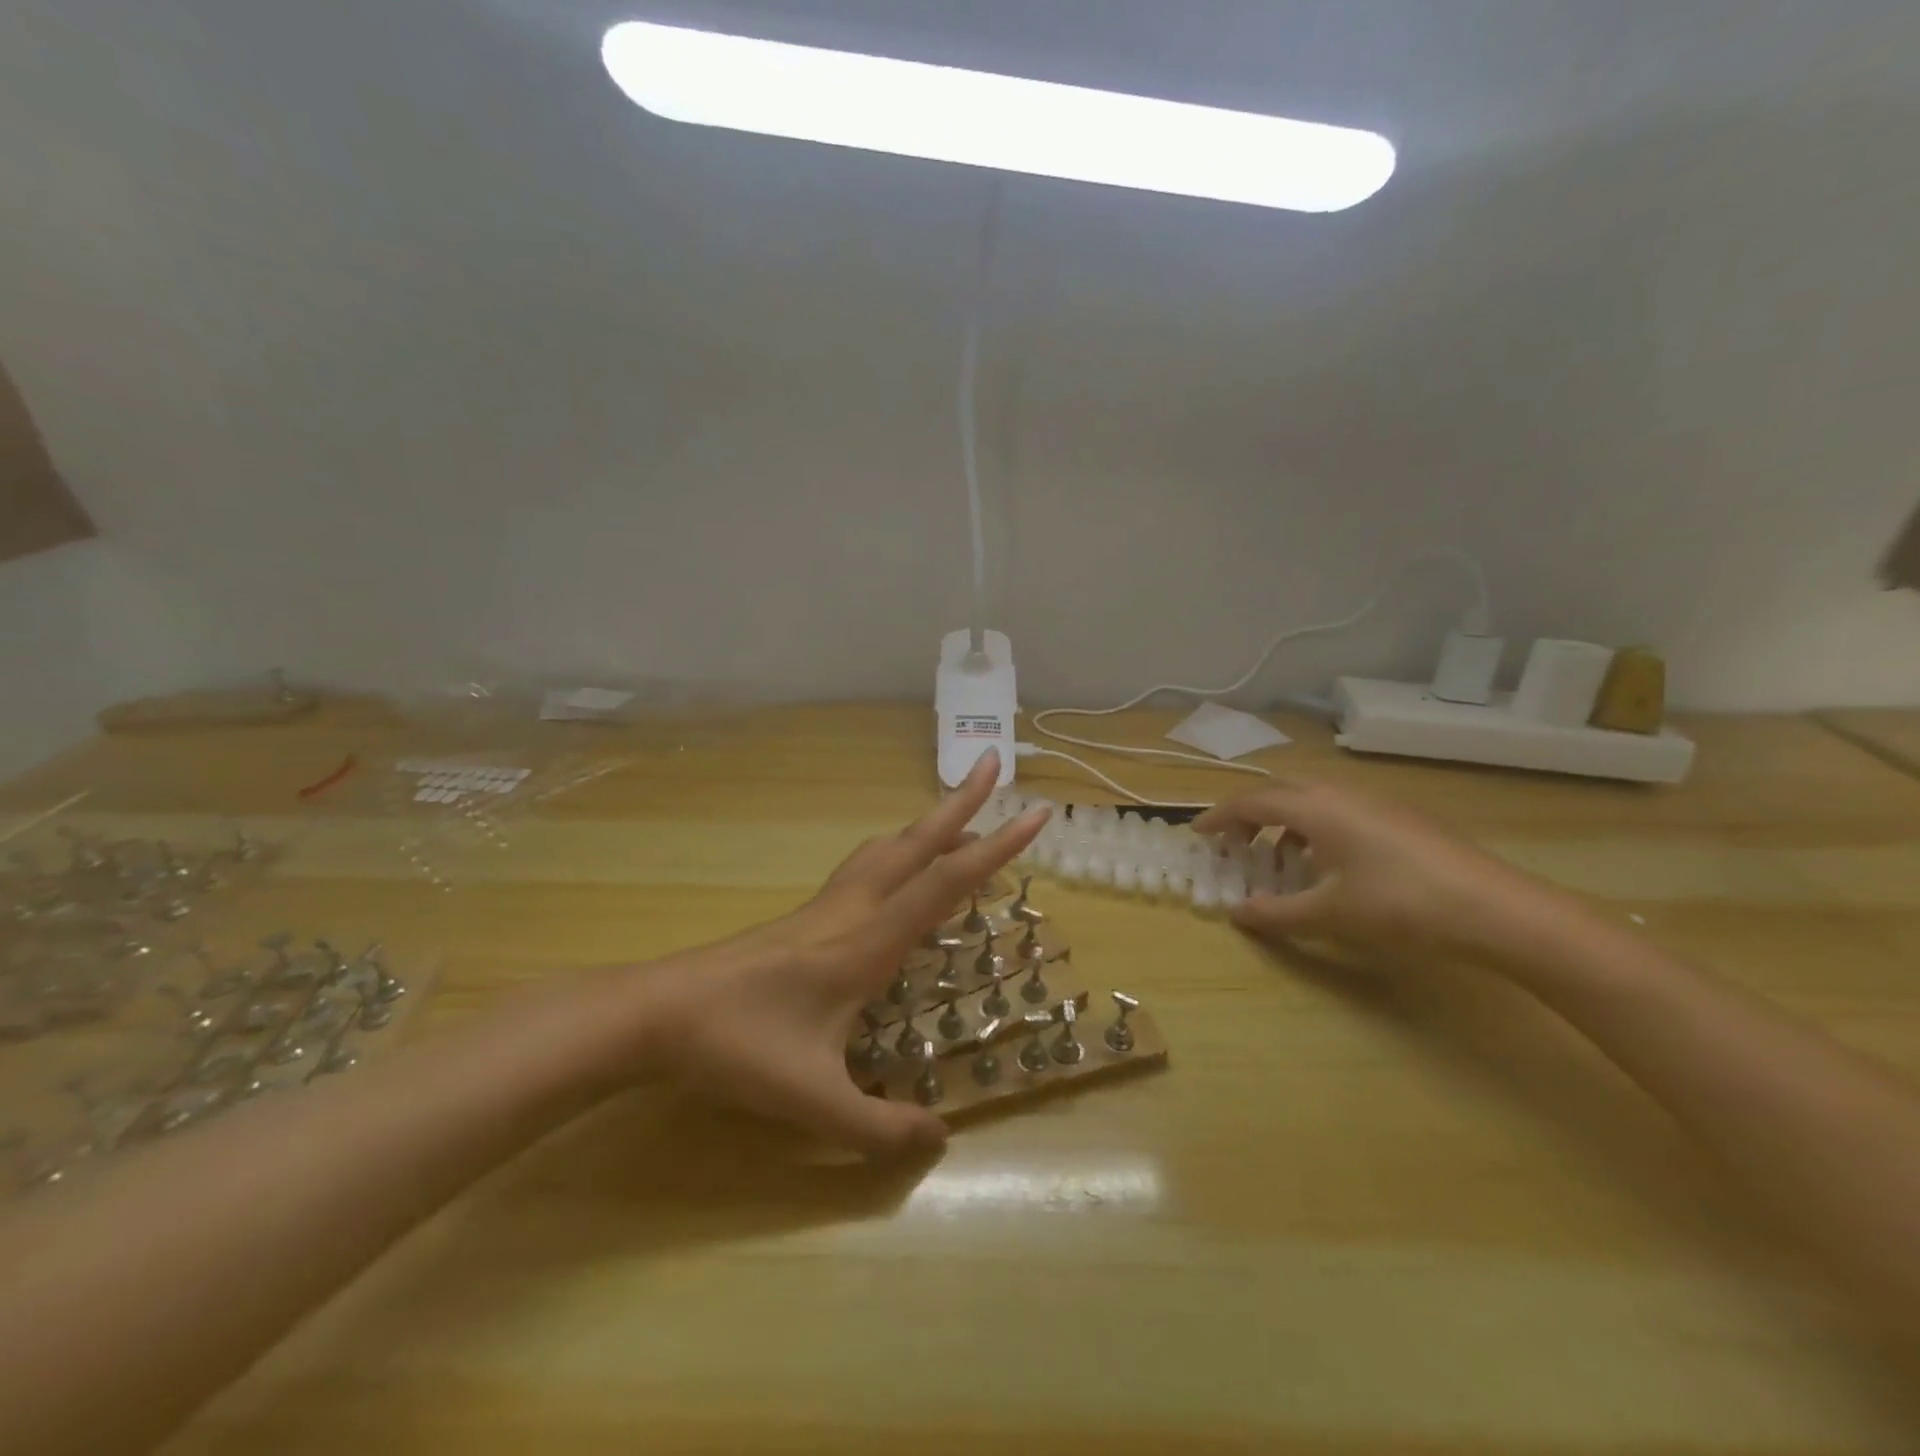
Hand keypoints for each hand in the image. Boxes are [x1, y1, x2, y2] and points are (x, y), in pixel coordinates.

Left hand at [636, 752, 1048, 1156]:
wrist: (660, 1012)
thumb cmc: (738, 1049)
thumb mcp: (813, 1101)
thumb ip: (879, 1127)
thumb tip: (941, 1139)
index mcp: (867, 942)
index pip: (944, 884)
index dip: (995, 850)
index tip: (1034, 816)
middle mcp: (854, 909)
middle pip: (917, 843)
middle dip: (961, 802)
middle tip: (993, 765)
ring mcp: (827, 907)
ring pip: (888, 848)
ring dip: (928, 825)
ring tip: (959, 814)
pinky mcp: (807, 914)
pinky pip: (867, 867)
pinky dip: (899, 851)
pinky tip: (897, 867)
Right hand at [1193, 779, 1556, 962]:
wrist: (1495, 908)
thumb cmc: (1399, 906)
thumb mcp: (1329, 915)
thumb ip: (1275, 913)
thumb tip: (1236, 913)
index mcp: (1316, 807)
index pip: (1251, 802)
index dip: (1219, 817)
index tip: (1197, 834)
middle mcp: (1341, 793)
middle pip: (1280, 792)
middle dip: (1250, 815)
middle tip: (1233, 844)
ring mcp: (1375, 801)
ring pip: (1313, 799)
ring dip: (1285, 822)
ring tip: (1278, 858)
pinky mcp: (1401, 815)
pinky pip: (1340, 810)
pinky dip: (1316, 828)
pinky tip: (1329, 864)